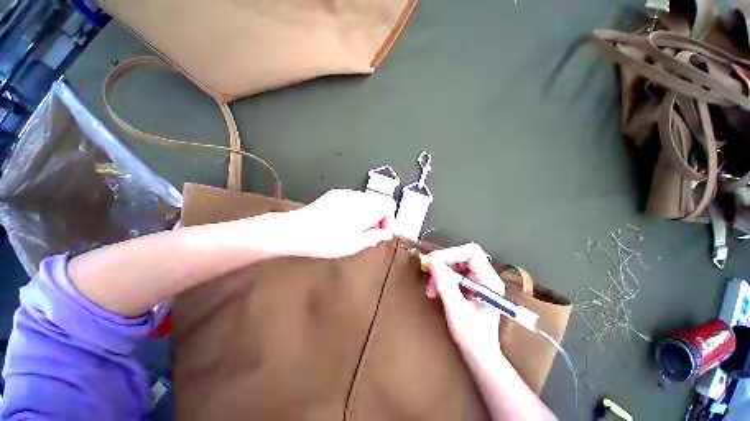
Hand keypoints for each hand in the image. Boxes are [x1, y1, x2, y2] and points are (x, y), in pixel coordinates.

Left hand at [269, 189, 395, 258]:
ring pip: (366, 200)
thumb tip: (386, 234)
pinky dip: (357, 209)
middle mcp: (357, 196)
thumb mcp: (353, 245)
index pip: (388, 204)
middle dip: (378, 217)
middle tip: (368, 234)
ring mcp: (345, 193)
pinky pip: (354, 199)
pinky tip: (344, 221)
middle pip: (378, 201)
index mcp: (364, 208)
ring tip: (356, 229)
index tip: (381, 232)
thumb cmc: (325, 241)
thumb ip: (374, 237)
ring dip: (367, 213)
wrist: (295, 230)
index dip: (389, 219)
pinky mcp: (335, 193)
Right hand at [425, 243, 505, 361]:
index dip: (451, 253)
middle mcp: (486, 277)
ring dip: (440, 272)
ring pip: (456, 264)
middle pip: (462, 256)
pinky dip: (442, 279)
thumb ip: (445, 284)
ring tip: (431, 287)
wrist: (480, 355)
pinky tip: (435, 290)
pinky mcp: (471, 286)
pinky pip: (454, 274)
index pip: (471, 253)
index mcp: (489, 281)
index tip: (433, 261)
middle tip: (428, 272)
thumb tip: (433, 262)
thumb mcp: (456, 310)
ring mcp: (478, 281)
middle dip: (443, 263)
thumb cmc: (472, 337)